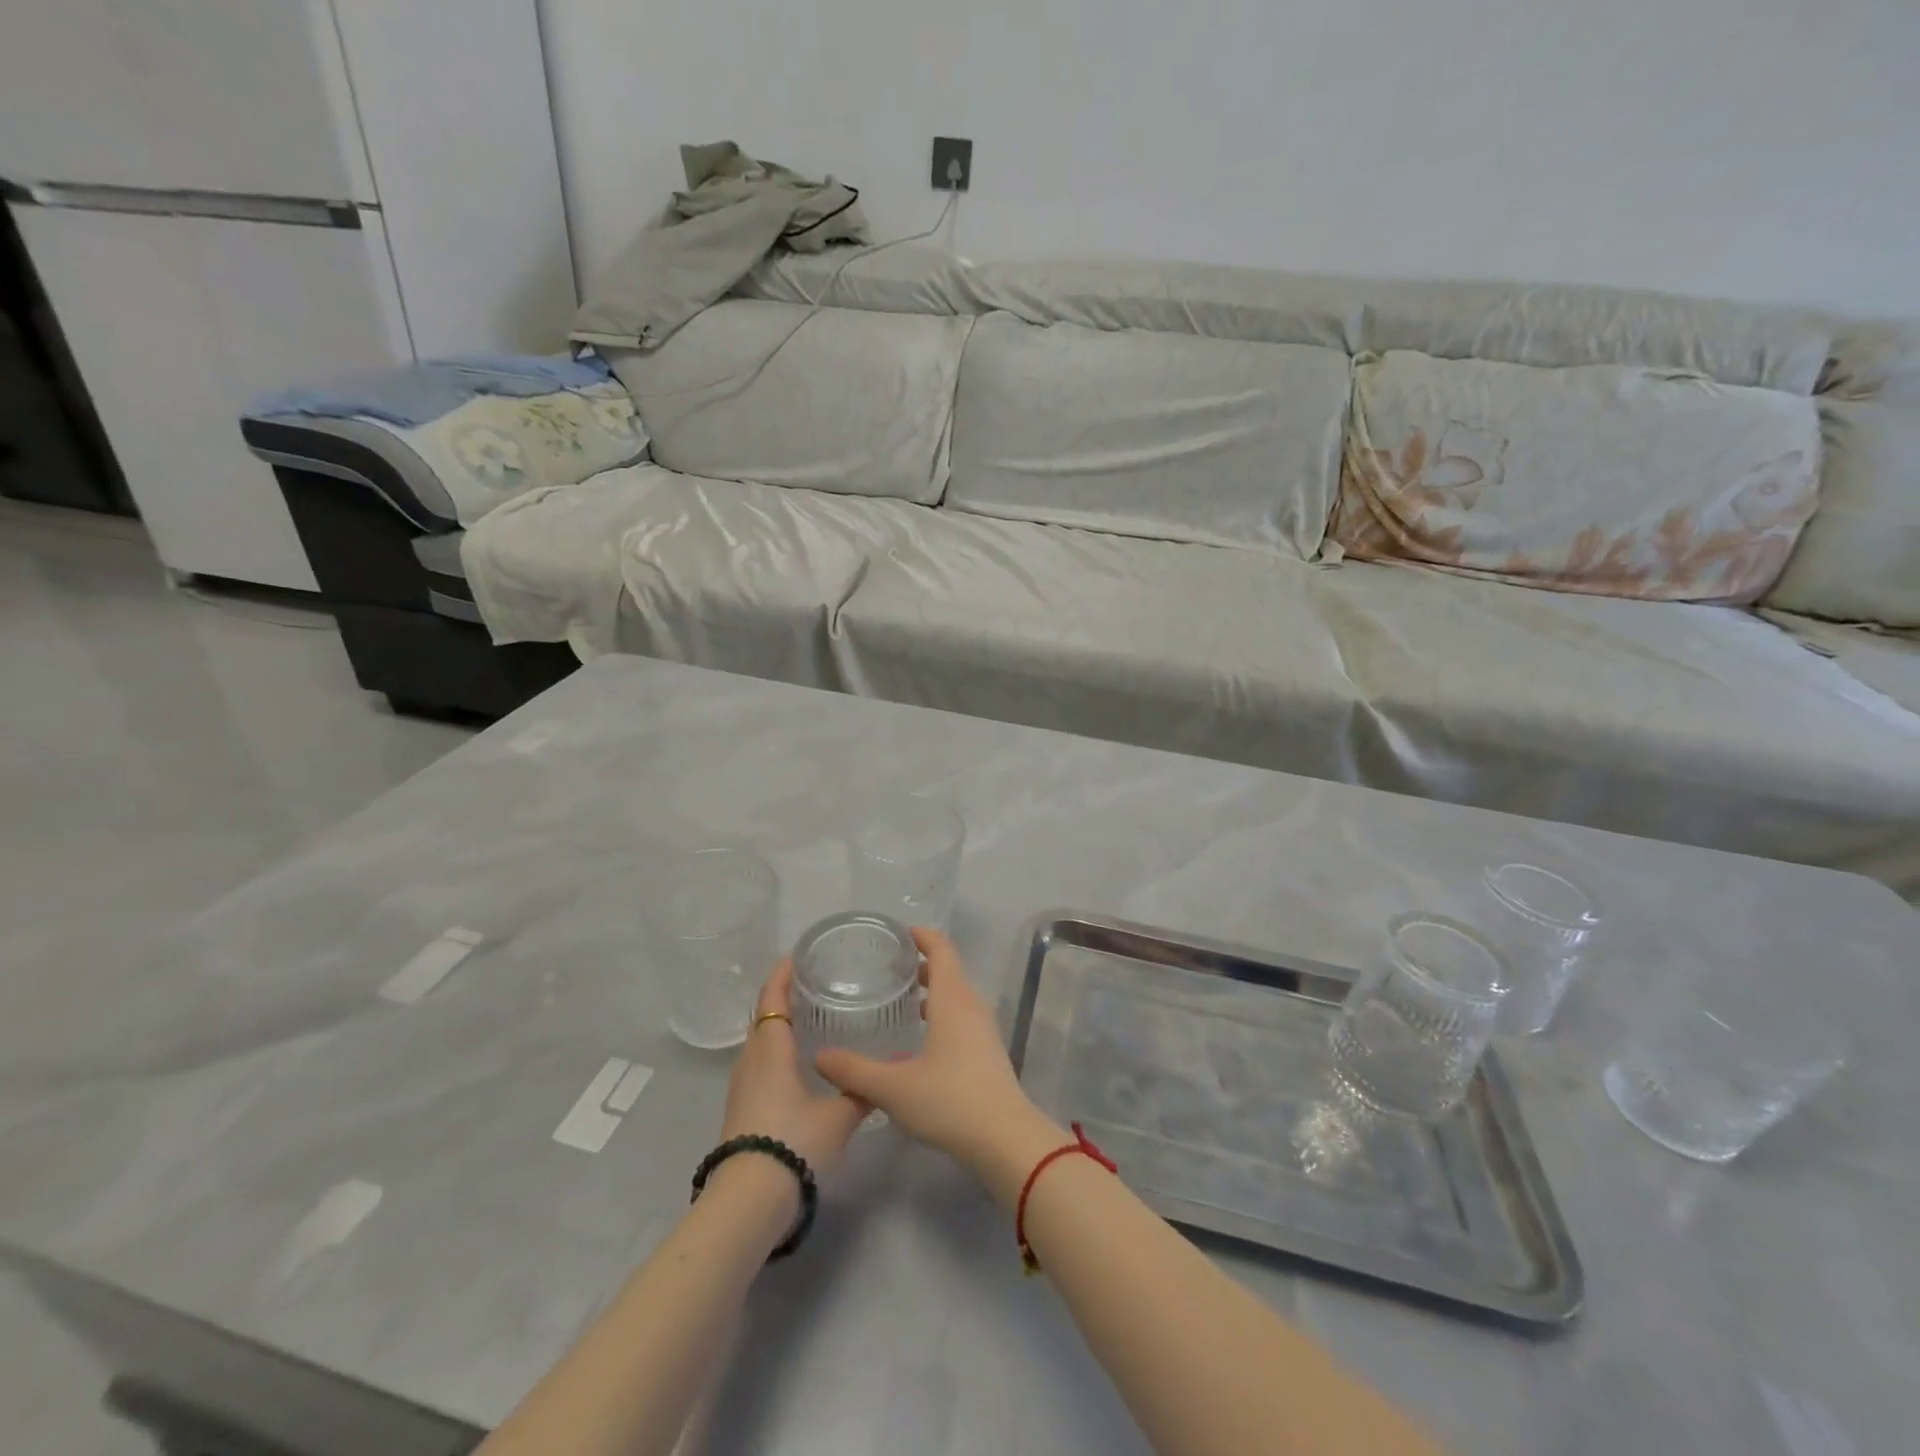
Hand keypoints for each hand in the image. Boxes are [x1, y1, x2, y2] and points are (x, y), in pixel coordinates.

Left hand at [719, 959, 870, 1177]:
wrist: (748, 1201)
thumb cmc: (793, 1143)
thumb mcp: (838, 1116)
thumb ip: (861, 1090)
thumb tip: (888, 1070)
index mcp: (771, 1049)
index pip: (772, 997)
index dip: (783, 973)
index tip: (800, 955)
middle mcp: (751, 1060)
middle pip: (764, 1016)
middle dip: (785, 997)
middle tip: (817, 984)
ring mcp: (742, 1086)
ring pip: (760, 1042)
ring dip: (781, 1025)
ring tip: (814, 1019)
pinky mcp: (742, 1108)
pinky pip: (760, 1064)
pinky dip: (778, 1051)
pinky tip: (802, 1063)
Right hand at [815, 928, 1062, 1200]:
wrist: (1005, 1139)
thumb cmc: (949, 1100)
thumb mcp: (894, 1087)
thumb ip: (855, 1071)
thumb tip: (820, 1057)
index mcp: (953, 999)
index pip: (941, 949)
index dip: (922, 936)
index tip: (898, 933)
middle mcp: (971, 1006)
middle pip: (949, 971)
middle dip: (921, 965)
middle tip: (889, 970)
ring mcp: (983, 1030)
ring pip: (956, 997)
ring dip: (932, 993)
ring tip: (901, 1003)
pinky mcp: (987, 1053)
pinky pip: (961, 1019)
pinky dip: (941, 1016)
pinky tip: (918, 1044)